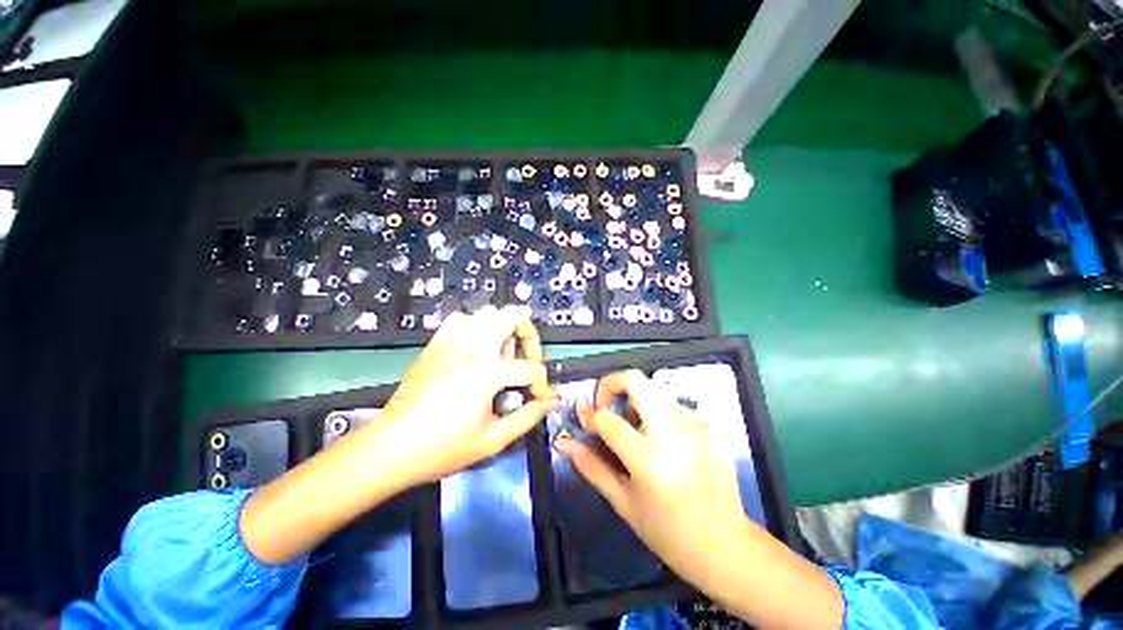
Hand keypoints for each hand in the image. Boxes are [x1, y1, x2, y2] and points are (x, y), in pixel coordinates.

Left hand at [373, 305, 555, 485]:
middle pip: (514, 316)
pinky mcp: (435, 344)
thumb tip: (549, 403)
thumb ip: (527, 417)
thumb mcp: (492, 440)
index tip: (542, 400)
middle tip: (527, 361)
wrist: (390, 448)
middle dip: (529, 337)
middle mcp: (473, 347)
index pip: (532, 368)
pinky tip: (475, 347)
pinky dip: (475, 326)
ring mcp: (452, 341)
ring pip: (487, 313)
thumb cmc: (442, 448)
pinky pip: (460, 319)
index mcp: (488, 371)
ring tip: (501, 356)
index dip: (544, 386)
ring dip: (503, 329)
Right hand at [553, 369, 747, 587]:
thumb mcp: (622, 501)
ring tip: (631, 428)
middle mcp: (673, 432)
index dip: (589, 415)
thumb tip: (563, 441)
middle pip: (635, 380)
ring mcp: (693, 424)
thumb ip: (590, 465)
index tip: (584, 419)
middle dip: (610, 385)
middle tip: (605, 407)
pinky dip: (654, 409)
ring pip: (652, 387)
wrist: (725, 545)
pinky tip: (657, 438)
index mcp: (649, 459)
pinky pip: (670, 402)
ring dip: (633, 398)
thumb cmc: (667, 532)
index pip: (607, 419)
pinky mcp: (705, 424)